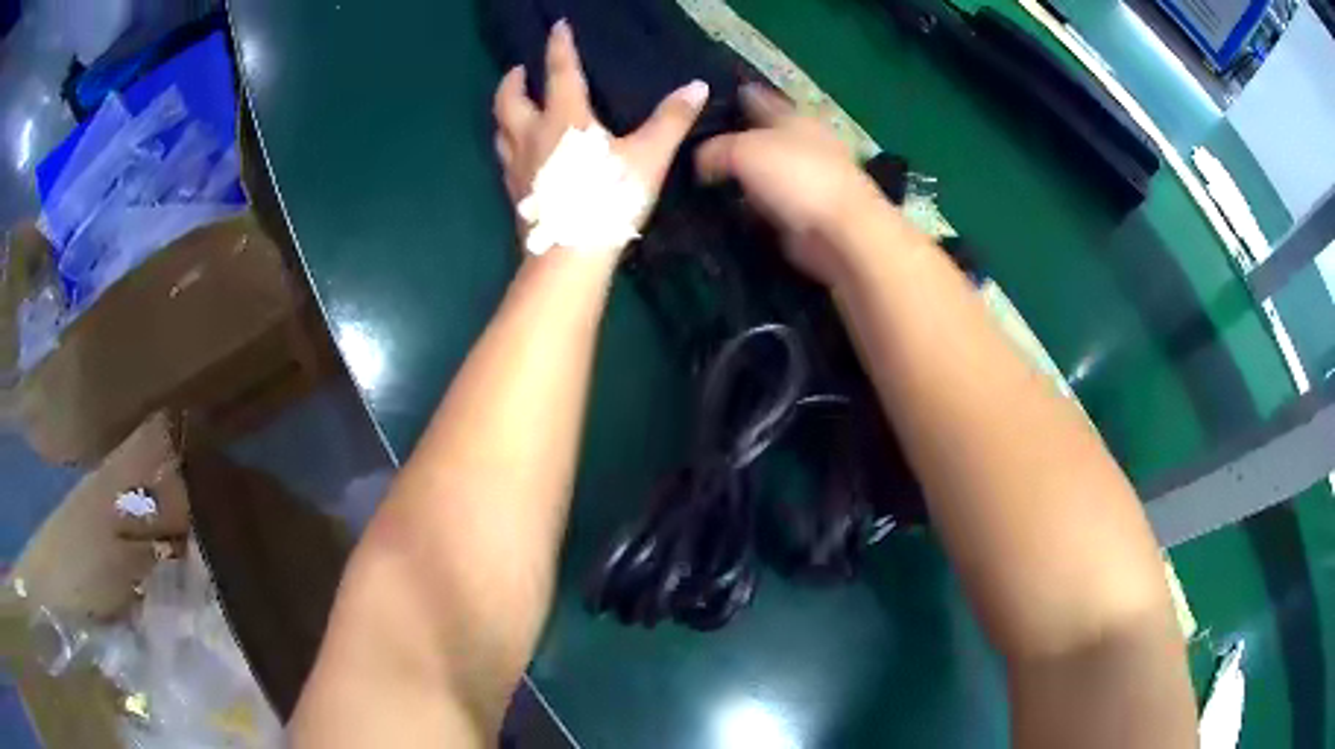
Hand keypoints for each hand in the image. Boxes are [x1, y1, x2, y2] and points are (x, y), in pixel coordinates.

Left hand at [493, 20, 709, 254]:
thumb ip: (671, 120)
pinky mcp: (515, 195)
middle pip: (510, 100)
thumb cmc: (608, 199)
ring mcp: (518, 167)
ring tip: (515, 108)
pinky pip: (505, 161)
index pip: (561, 71)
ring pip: (500, 131)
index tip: (557, 26)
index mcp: (565, 118)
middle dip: (513, 81)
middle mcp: (532, 136)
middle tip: (520, 71)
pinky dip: (508, 147)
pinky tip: (520, 156)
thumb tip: (697, 86)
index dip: (560, 46)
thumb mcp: (649, 156)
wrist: (569, 255)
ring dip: (505, 113)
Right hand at [696, 85, 909, 286]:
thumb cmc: (796, 177)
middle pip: (760, 135)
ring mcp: (804, 180)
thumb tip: (698, 161)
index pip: (758, 98)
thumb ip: (713, 150)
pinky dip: (749, 206)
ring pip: (762, 171)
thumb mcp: (743, 151)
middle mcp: (801, 144)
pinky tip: (724, 209)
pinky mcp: (802, 214)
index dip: (733, 96)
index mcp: (792, 117)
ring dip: (739, 176)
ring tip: (701, 181)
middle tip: (693, 147)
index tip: (703, 100)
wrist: (840, 233)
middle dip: (732, 139)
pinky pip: (766, 204)